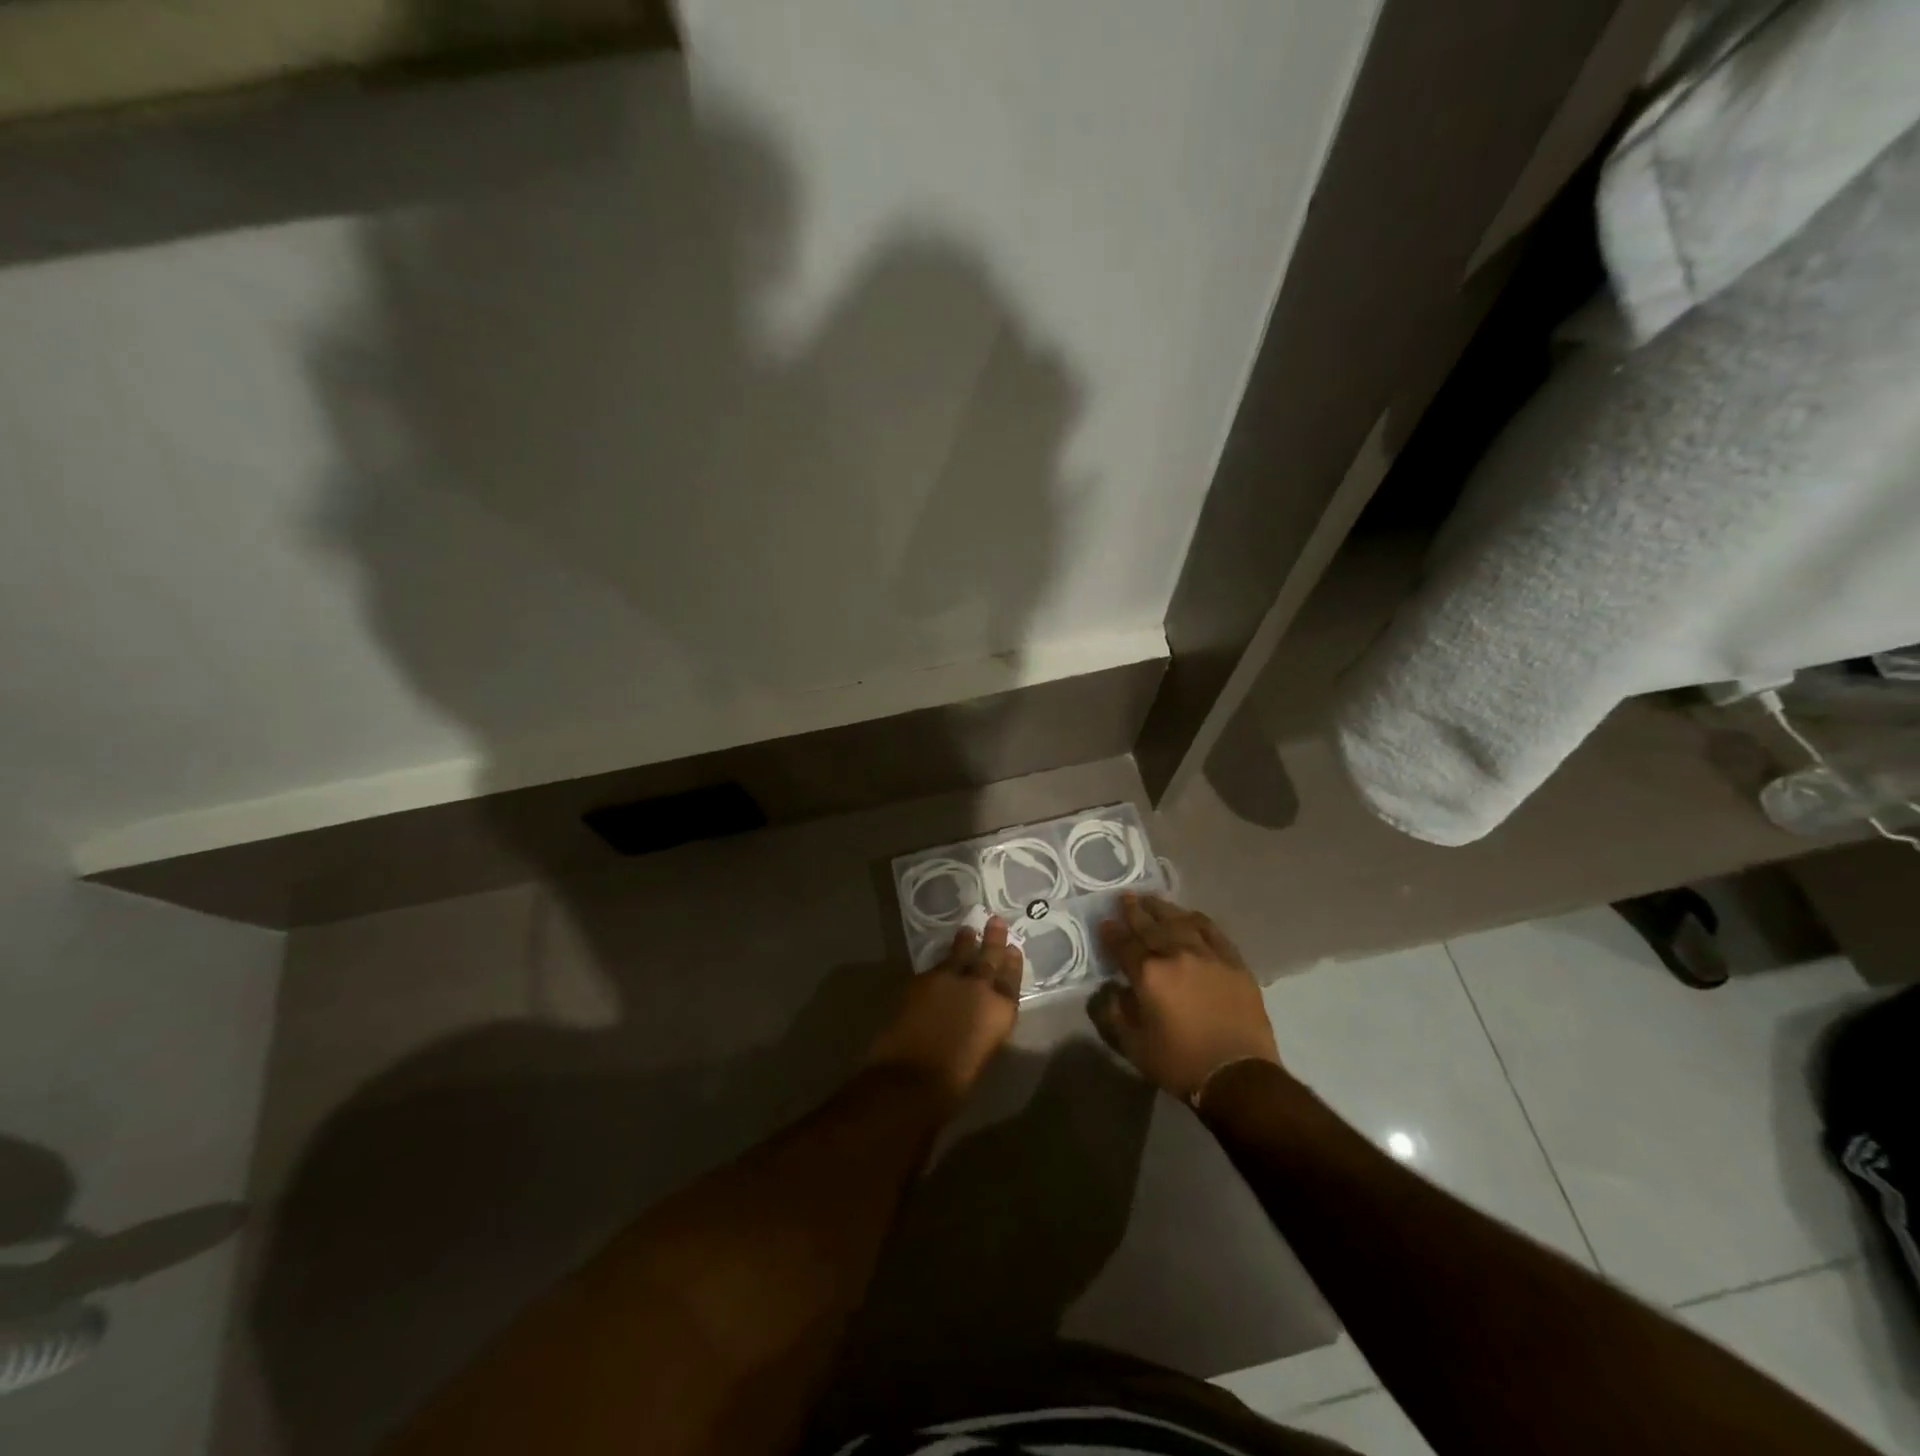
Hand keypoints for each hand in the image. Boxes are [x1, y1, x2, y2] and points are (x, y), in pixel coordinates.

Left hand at [865, 917, 1021, 1107]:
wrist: (911, 1079)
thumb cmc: (954, 1083)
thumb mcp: (981, 1053)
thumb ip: (982, 1027)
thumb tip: (975, 1018)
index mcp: (1001, 1011)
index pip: (1011, 980)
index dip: (1012, 964)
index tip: (1013, 949)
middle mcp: (979, 988)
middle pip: (989, 957)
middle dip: (993, 940)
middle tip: (996, 921)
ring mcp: (948, 979)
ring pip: (960, 954)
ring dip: (965, 943)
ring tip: (968, 930)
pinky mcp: (921, 979)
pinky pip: (936, 966)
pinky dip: (941, 963)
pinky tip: (940, 963)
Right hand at [1089, 893, 1280, 1102]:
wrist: (1238, 1076)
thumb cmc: (1180, 1063)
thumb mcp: (1133, 1046)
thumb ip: (1113, 1014)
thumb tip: (1108, 991)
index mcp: (1148, 974)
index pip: (1123, 944)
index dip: (1111, 932)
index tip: (1104, 922)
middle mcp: (1176, 954)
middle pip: (1150, 926)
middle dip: (1134, 911)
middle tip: (1124, 897)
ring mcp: (1208, 954)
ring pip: (1180, 921)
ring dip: (1163, 909)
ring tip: (1151, 900)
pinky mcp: (1233, 961)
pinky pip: (1211, 931)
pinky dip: (1196, 920)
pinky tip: (1189, 915)